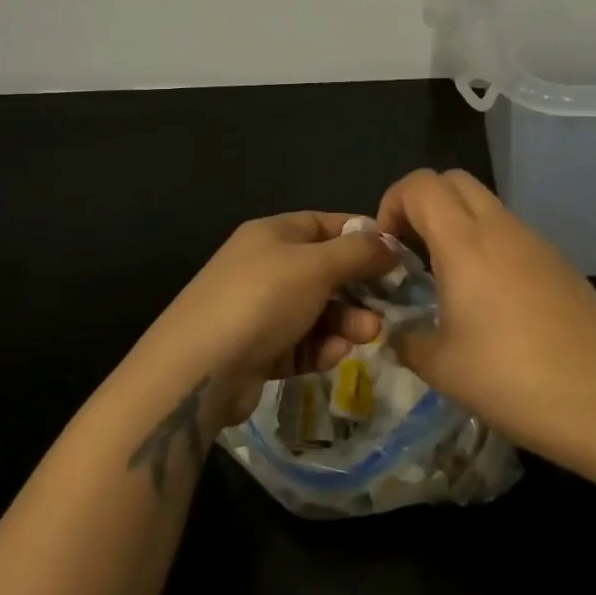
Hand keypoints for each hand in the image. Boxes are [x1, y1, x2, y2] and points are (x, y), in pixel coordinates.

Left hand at [138, 212, 396, 427]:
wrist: (198, 369)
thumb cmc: (262, 299)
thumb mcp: (316, 266)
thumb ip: (358, 252)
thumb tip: (391, 242)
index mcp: (273, 234)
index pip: (327, 225)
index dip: (363, 237)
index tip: (397, 257)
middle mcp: (266, 266)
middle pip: (326, 271)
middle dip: (358, 289)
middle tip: (386, 307)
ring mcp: (260, 310)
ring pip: (318, 311)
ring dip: (345, 322)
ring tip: (366, 335)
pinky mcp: (259, 350)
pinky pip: (301, 342)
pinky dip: (319, 348)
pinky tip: (331, 356)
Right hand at [376, 169, 595, 453]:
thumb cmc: (510, 379)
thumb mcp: (440, 367)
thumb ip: (406, 339)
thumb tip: (397, 332)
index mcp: (464, 242)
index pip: (421, 184)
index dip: (392, 202)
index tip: (386, 246)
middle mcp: (501, 228)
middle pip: (453, 180)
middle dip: (423, 204)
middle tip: (412, 251)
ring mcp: (535, 242)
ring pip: (486, 205)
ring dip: (457, 225)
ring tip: (449, 279)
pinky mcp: (559, 261)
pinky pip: (513, 233)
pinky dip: (489, 245)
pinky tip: (493, 300)